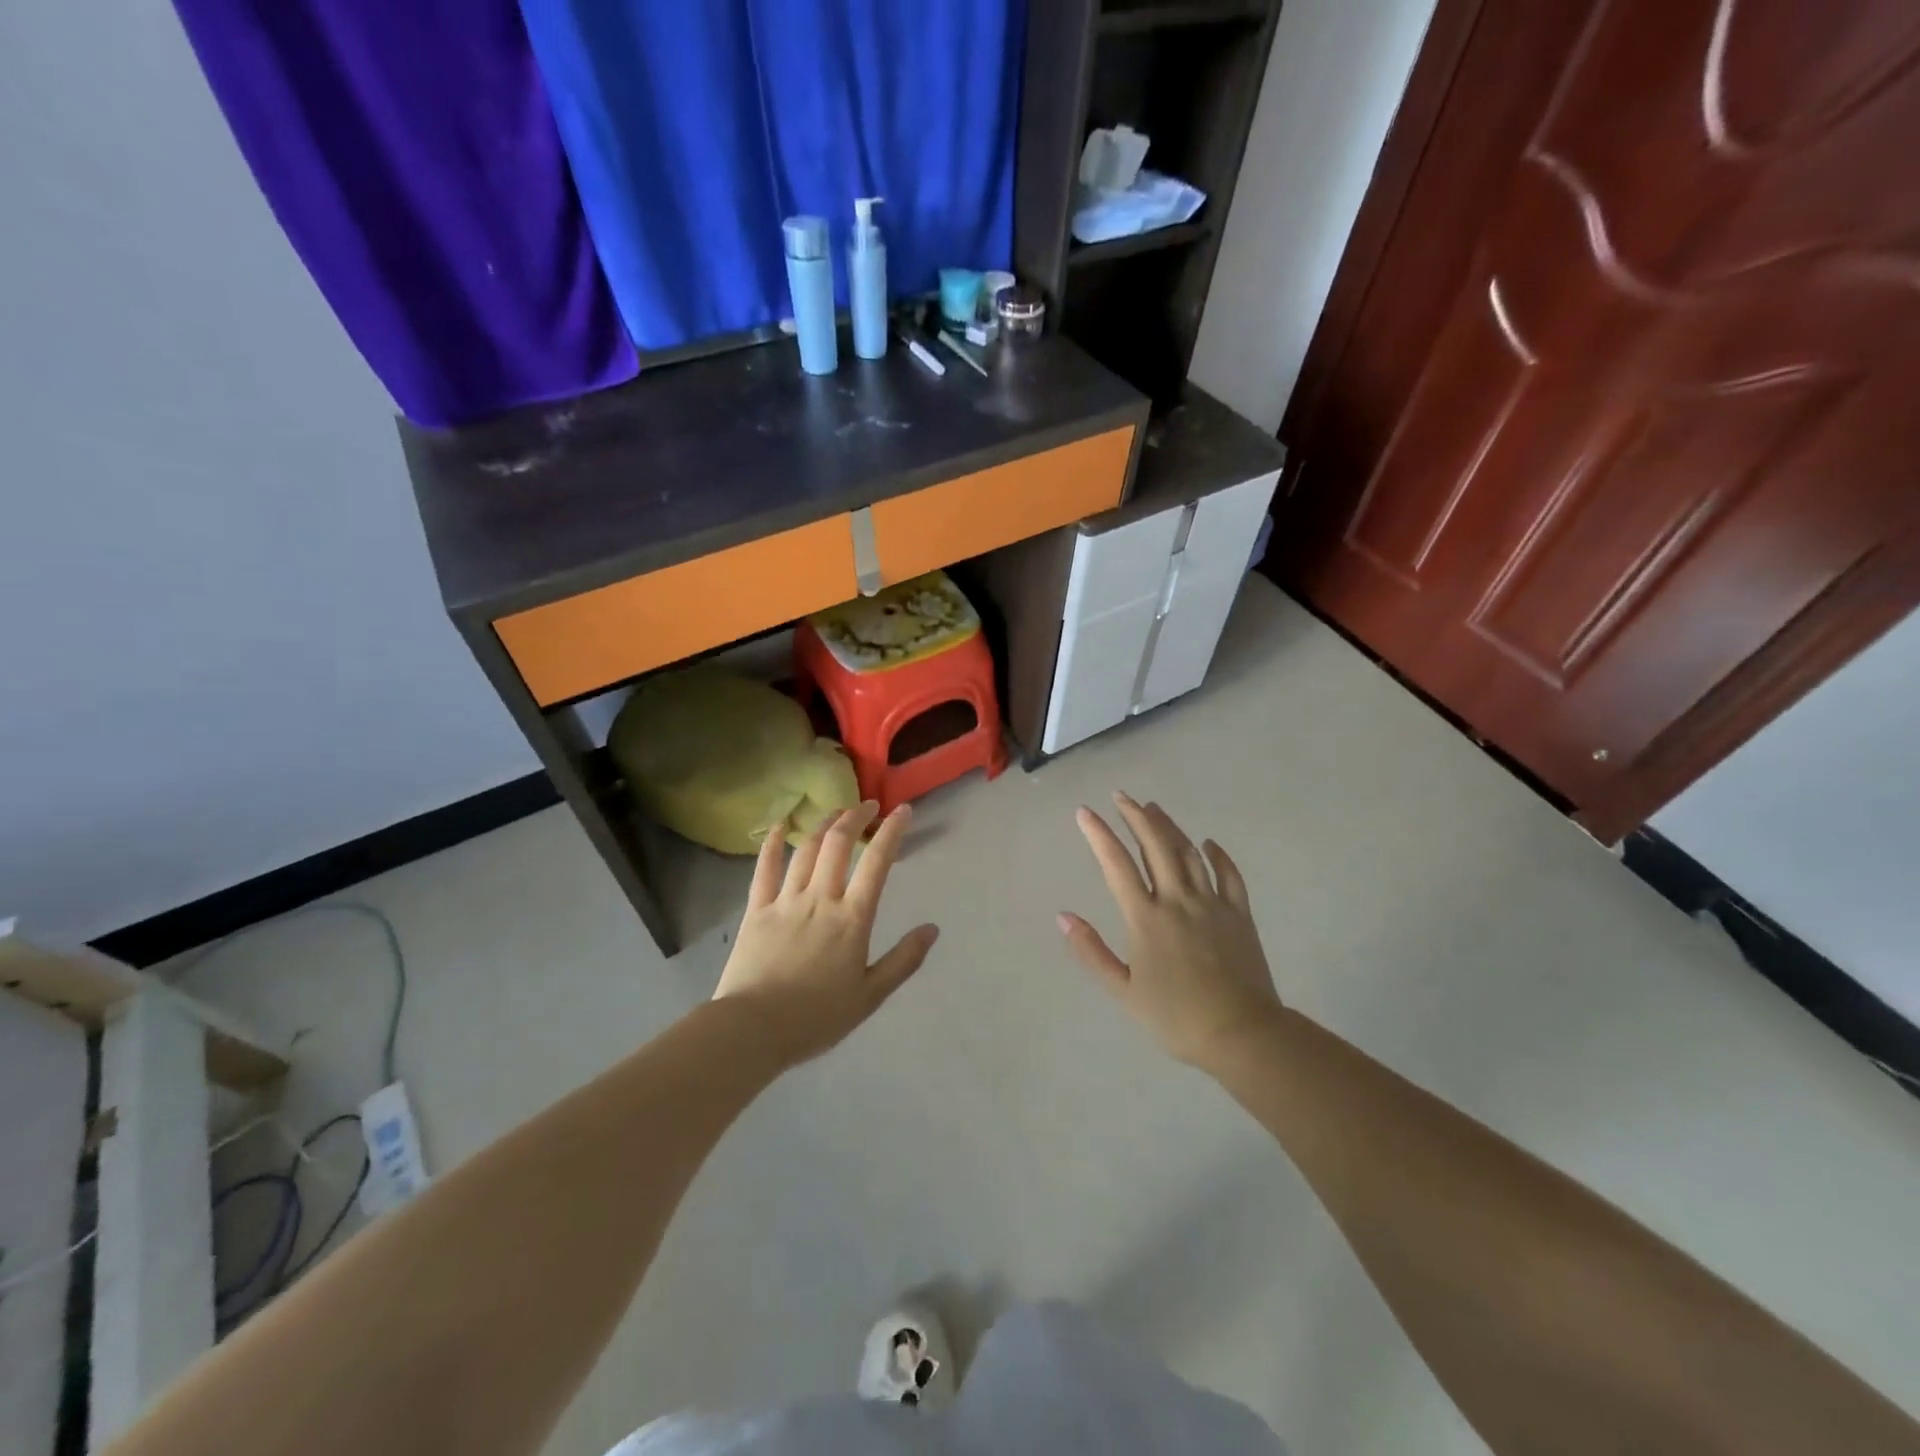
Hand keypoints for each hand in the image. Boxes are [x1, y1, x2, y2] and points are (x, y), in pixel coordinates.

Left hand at [714, 801, 938, 1065]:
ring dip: (824, 824)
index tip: (903, 811)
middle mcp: (820, 899)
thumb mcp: (870, 995)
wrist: (752, 1030)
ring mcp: (785, 900)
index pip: (877, 862)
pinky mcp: (756, 909)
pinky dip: (772, 842)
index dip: (892, 831)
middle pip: (838, 843)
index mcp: (852, 918)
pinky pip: (764, 867)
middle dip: (856, 816)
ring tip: (837, 813)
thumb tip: (932, 929)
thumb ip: (903, 960)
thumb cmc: (816, 1017)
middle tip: (869, 806)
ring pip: (806, 849)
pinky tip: (779, 825)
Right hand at [1060, 793, 1280, 1071]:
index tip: (1085, 811)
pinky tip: (1208, 844)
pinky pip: (1229, 875)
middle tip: (1122, 796)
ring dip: (1169, 827)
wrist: (1241, 1034)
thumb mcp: (1123, 991)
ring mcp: (1212, 904)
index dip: (1099, 834)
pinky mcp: (1239, 914)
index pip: (1117, 864)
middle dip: (1136, 816)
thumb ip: (1091, 952)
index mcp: (1146, 918)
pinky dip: (1217, 855)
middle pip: (1155, 846)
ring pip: (1188, 853)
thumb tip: (1063, 916)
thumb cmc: (1176, 1017)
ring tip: (1154, 808)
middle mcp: (1177, 900)